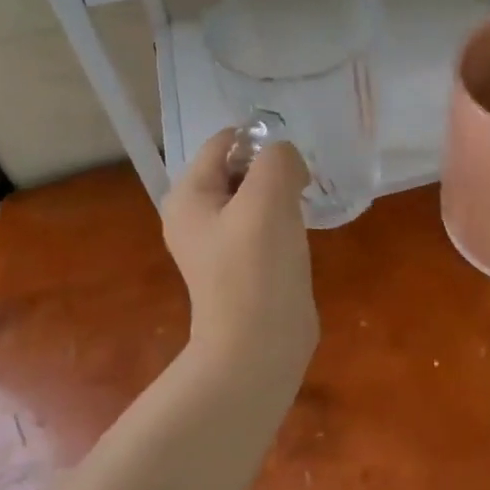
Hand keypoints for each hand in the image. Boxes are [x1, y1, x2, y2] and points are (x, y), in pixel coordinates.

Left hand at [162, 129, 319, 367]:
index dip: (259, 143)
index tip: (292, 164)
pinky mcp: (241, 264)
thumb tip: (287, 160)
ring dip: (281, 195)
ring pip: (254, 197)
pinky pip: (262, 225)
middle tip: (301, 187)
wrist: (258, 346)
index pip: (223, 143)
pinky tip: (298, 235)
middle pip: (238, 168)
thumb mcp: (268, 198)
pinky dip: (282, 221)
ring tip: (301, 210)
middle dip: (272, 169)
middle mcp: (195, 216)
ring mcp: (217, 243)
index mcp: (188, 196)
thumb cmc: (257, 267)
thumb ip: (278, 159)